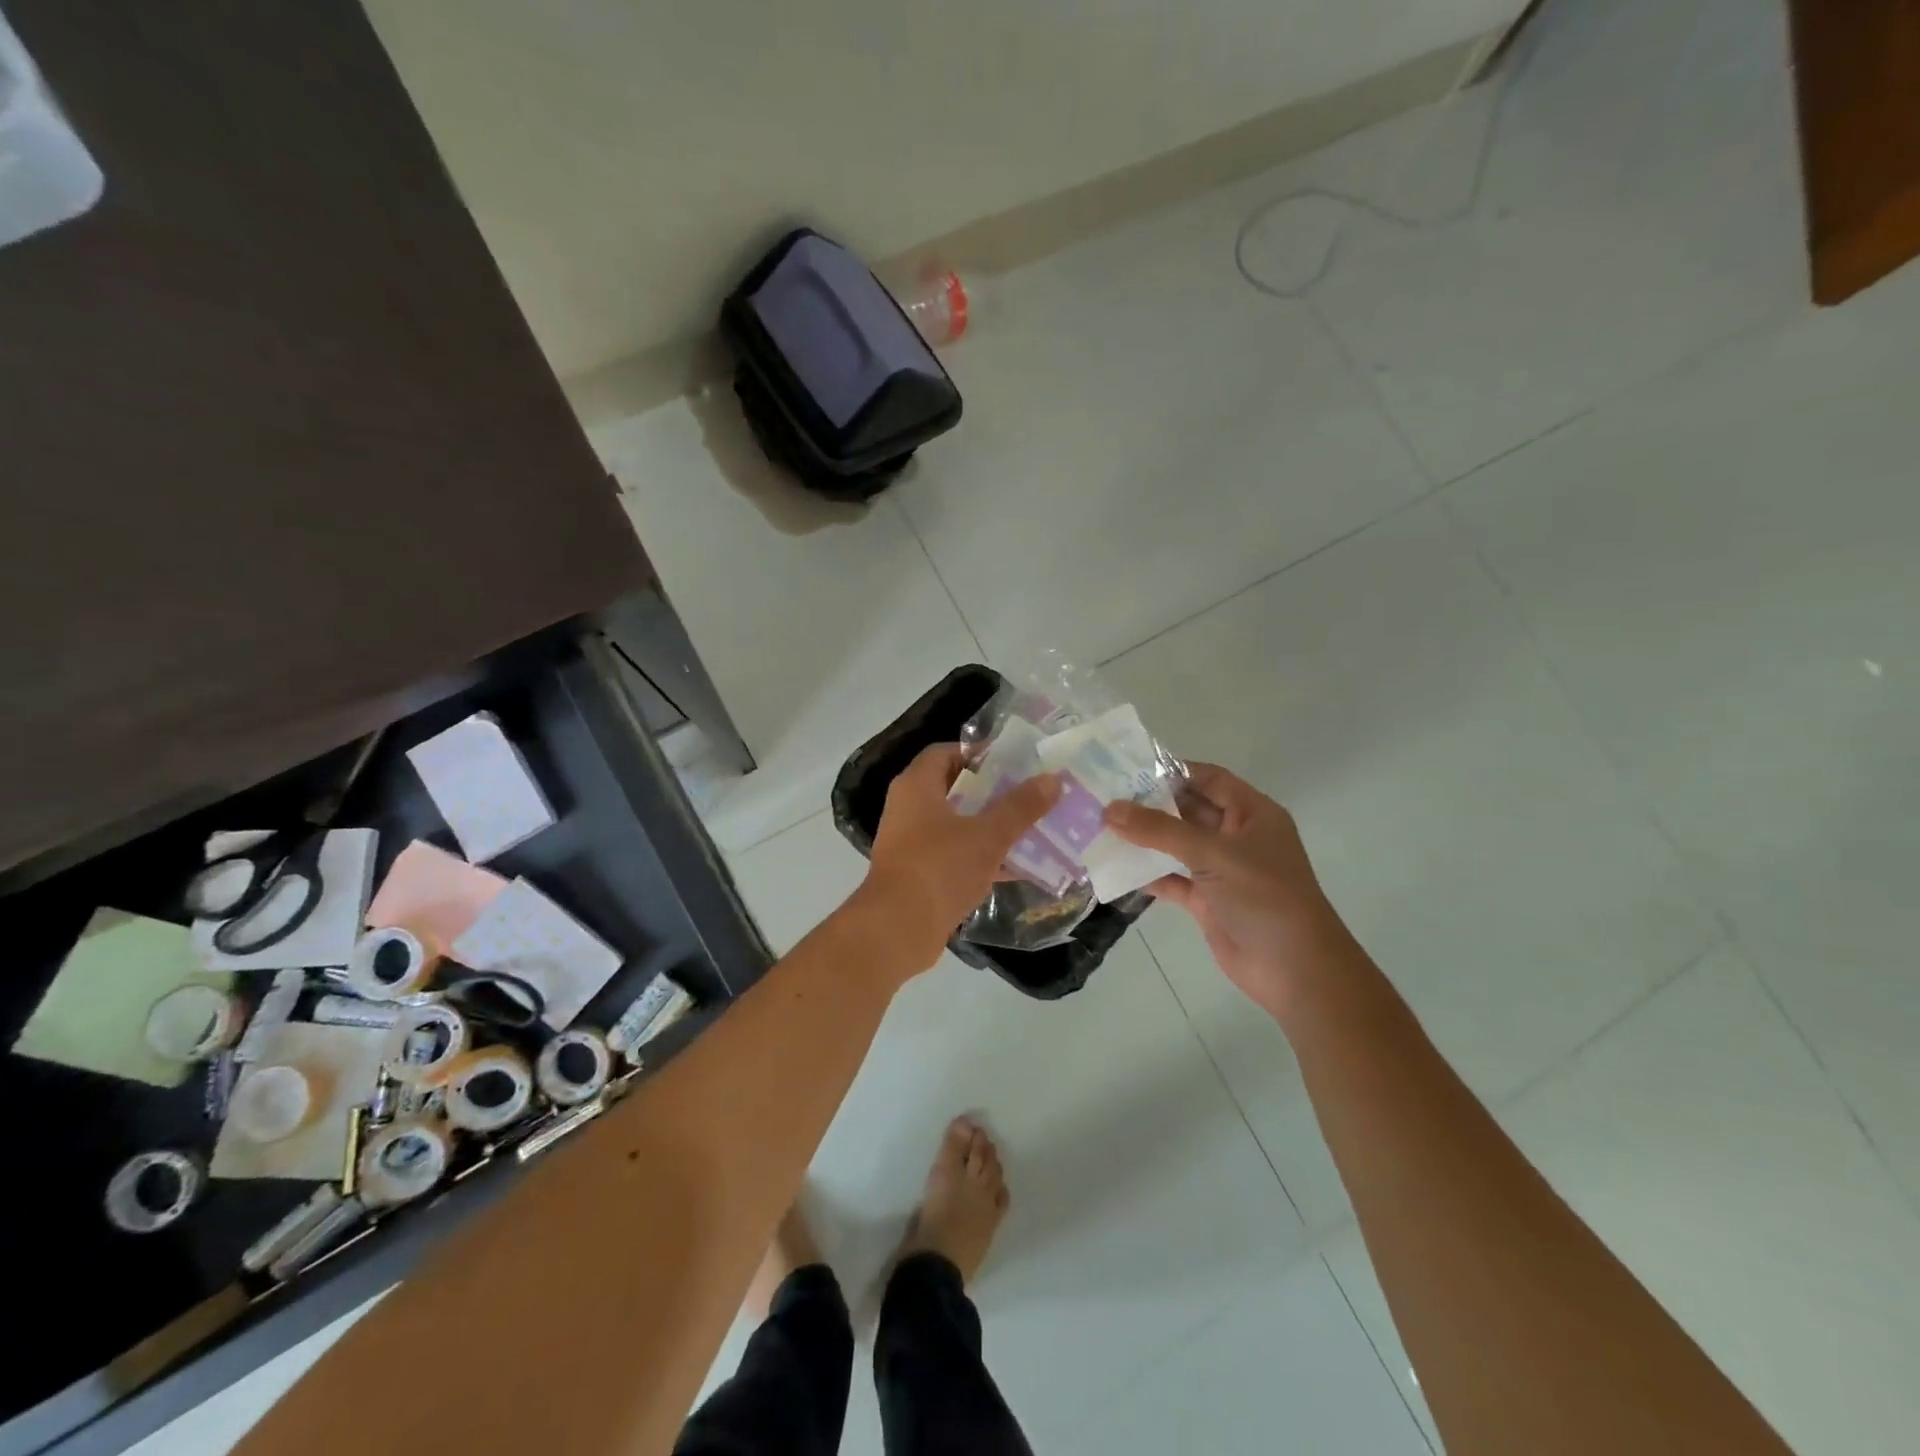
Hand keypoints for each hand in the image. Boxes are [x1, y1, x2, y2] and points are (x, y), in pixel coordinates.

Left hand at [859, 745, 1060, 975]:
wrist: (897, 930)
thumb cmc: (939, 868)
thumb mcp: (987, 835)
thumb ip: (1020, 807)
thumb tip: (1053, 779)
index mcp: (916, 786)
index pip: (946, 752)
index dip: (978, 753)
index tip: (1014, 762)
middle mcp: (909, 808)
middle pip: (955, 788)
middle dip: (993, 792)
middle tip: (1030, 794)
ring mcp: (912, 843)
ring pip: (958, 825)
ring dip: (991, 826)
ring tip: (1033, 827)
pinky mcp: (920, 874)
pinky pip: (956, 856)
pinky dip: (983, 858)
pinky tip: (1019, 867)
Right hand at [1105, 763, 1354, 1016]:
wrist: (1295, 971)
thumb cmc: (1264, 897)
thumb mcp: (1213, 854)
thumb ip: (1160, 830)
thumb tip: (1110, 809)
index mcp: (1252, 814)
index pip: (1209, 779)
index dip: (1173, 771)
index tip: (1127, 770)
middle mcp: (1237, 837)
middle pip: (1188, 810)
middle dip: (1149, 805)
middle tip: (1103, 797)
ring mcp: (1222, 871)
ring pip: (1176, 846)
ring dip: (1144, 839)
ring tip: (1099, 828)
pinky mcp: (1208, 901)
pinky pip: (1172, 879)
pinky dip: (1148, 875)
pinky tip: (1115, 869)